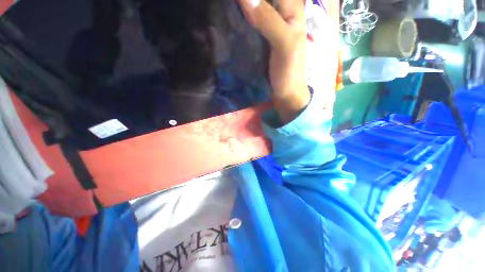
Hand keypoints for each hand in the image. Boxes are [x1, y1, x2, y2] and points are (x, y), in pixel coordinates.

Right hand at [236, 0, 308, 123]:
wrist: (285, 93)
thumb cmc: (289, 72)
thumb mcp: (284, 44)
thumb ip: (268, 20)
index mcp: (291, 10)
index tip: (236, 1)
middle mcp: (280, 15)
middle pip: (261, 0)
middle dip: (245, 3)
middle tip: (229, 6)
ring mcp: (269, 29)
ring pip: (254, 9)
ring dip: (241, 9)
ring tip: (225, 10)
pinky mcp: (261, 42)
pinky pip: (249, 25)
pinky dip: (240, 22)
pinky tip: (229, 22)